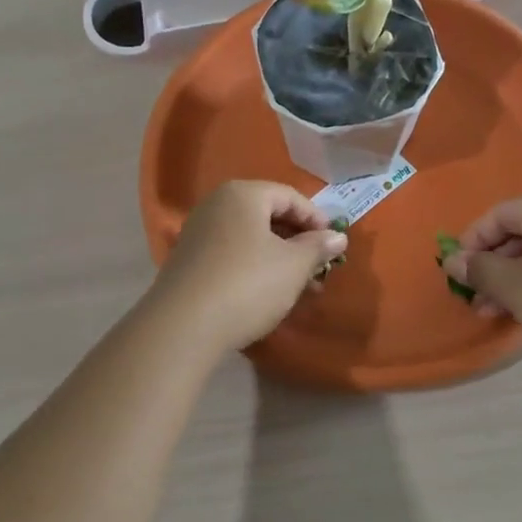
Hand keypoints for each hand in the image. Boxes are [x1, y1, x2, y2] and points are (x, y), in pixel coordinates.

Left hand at [148, 181, 347, 353]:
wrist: (183, 326)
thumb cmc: (248, 284)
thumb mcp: (294, 266)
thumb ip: (318, 247)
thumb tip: (337, 237)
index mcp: (242, 194)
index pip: (290, 196)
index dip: (317, 220)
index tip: (334, 246)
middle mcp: (216, 205)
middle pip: (268, 215)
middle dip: (298, 242)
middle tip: (319, 269)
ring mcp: (198, 233)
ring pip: (250, 238)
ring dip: (279, 258)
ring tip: (300, 287)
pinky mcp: (188, 262)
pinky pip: (232, 255)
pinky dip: (255, 268)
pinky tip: (268, 294)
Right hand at [442, 195, 521, 397]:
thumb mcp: (514, 285)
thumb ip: (479, 270)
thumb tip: (453, 261)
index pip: (497, 214)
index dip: (472, 242)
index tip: (457, 274)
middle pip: (518, 236)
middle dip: (490, 267)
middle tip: (474, 299)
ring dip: (510, 284)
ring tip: (493, 315)